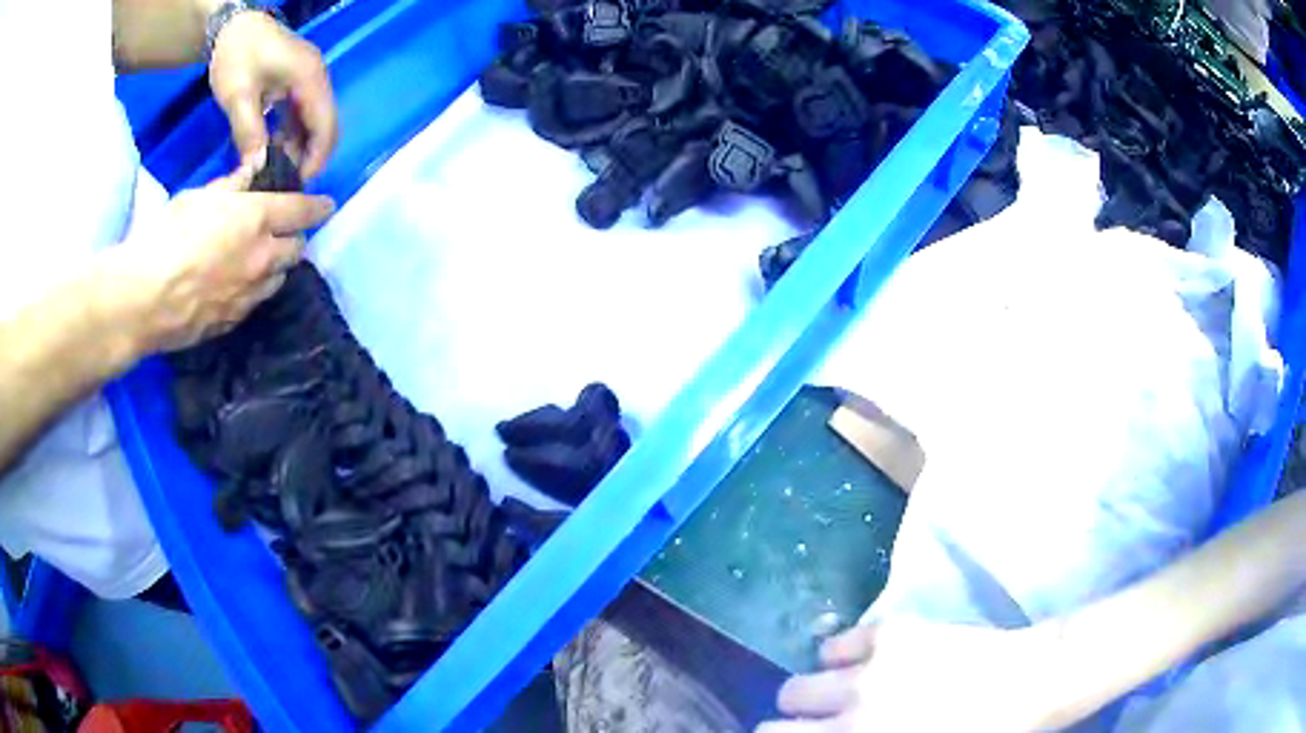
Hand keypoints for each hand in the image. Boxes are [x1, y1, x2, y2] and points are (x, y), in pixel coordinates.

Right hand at [115, 166, 334, 352]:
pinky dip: (256, 290)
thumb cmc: (167, 237)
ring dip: (277, 266)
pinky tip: (239, 286)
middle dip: (295, 238)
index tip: (327, 205)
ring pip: (279, 279)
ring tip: (261, 260)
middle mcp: (262, 258)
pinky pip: (256, 302)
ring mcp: (250, 295)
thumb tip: (252, 174)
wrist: (144, 300)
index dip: (318, 206)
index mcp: (256, 219)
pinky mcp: (234, 322)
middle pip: (297, 249)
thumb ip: (231, 187)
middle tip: (282, 232)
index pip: (302, 210)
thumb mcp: (198, 198)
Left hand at [208, 11, 337, 177]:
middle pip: (325, 124)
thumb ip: (248, 132)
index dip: (317, 157)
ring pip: (315, 120)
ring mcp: (309, 79)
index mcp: (309, 78)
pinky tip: (274, 146)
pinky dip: (293, 133)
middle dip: (311, 154)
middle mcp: (316, 78)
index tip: (298, 182)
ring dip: (301, 145)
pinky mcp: (298, 82)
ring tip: (277, 166)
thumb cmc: (237, 55)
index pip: (325, 124)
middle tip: (286, 179)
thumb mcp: (238, 95)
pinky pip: (303, 113)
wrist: (234, 27)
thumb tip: (256, 168)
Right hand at [756, 619, 1062, 732]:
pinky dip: (845, 656)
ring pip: (804, 674)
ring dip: (822, 686)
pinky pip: (838, 643)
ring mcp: (872, 665)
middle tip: (826, 719)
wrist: (1026, 683)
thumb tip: (829, 730)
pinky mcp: (892, 630)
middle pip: (786, 699)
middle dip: (799, 715)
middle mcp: (855, 706)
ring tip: (853, 690)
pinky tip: (873, 663)